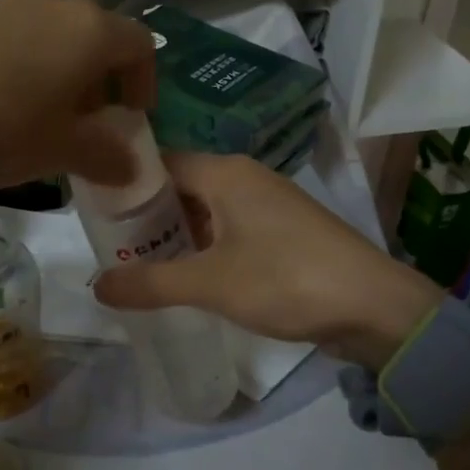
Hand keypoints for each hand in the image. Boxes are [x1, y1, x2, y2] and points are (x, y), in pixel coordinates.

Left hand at [0, 0, 155, 189]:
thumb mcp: (57, 151)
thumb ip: (105, 156)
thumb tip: (131, 165)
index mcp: (89, 32)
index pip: (141, 45)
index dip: (144, 83)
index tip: (129, 119)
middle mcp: (54, 6)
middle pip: (96, 39)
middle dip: (99, 83)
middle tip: (84, 125)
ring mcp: (6, 4)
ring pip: (53, 37)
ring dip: (59, 74)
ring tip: (37, 117)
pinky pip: (12, 37)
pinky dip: (20, 66)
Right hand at [91, 153, 442, 368]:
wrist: (373, 307)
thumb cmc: (285, 280)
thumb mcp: (210, 283)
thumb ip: (150, 283)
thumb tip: (96, 287)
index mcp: (225, 172)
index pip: (160, 162)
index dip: (126, 184)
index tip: (95, 212)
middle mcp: (244, 178)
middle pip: (181, 186)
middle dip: (148, 215)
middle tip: (111, 247)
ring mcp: (267, 204)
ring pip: (205, 210)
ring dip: (176, 234)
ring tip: (139, 264)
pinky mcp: (282, 231)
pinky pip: (228, 229)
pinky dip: (204, 246)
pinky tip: (186, 274)